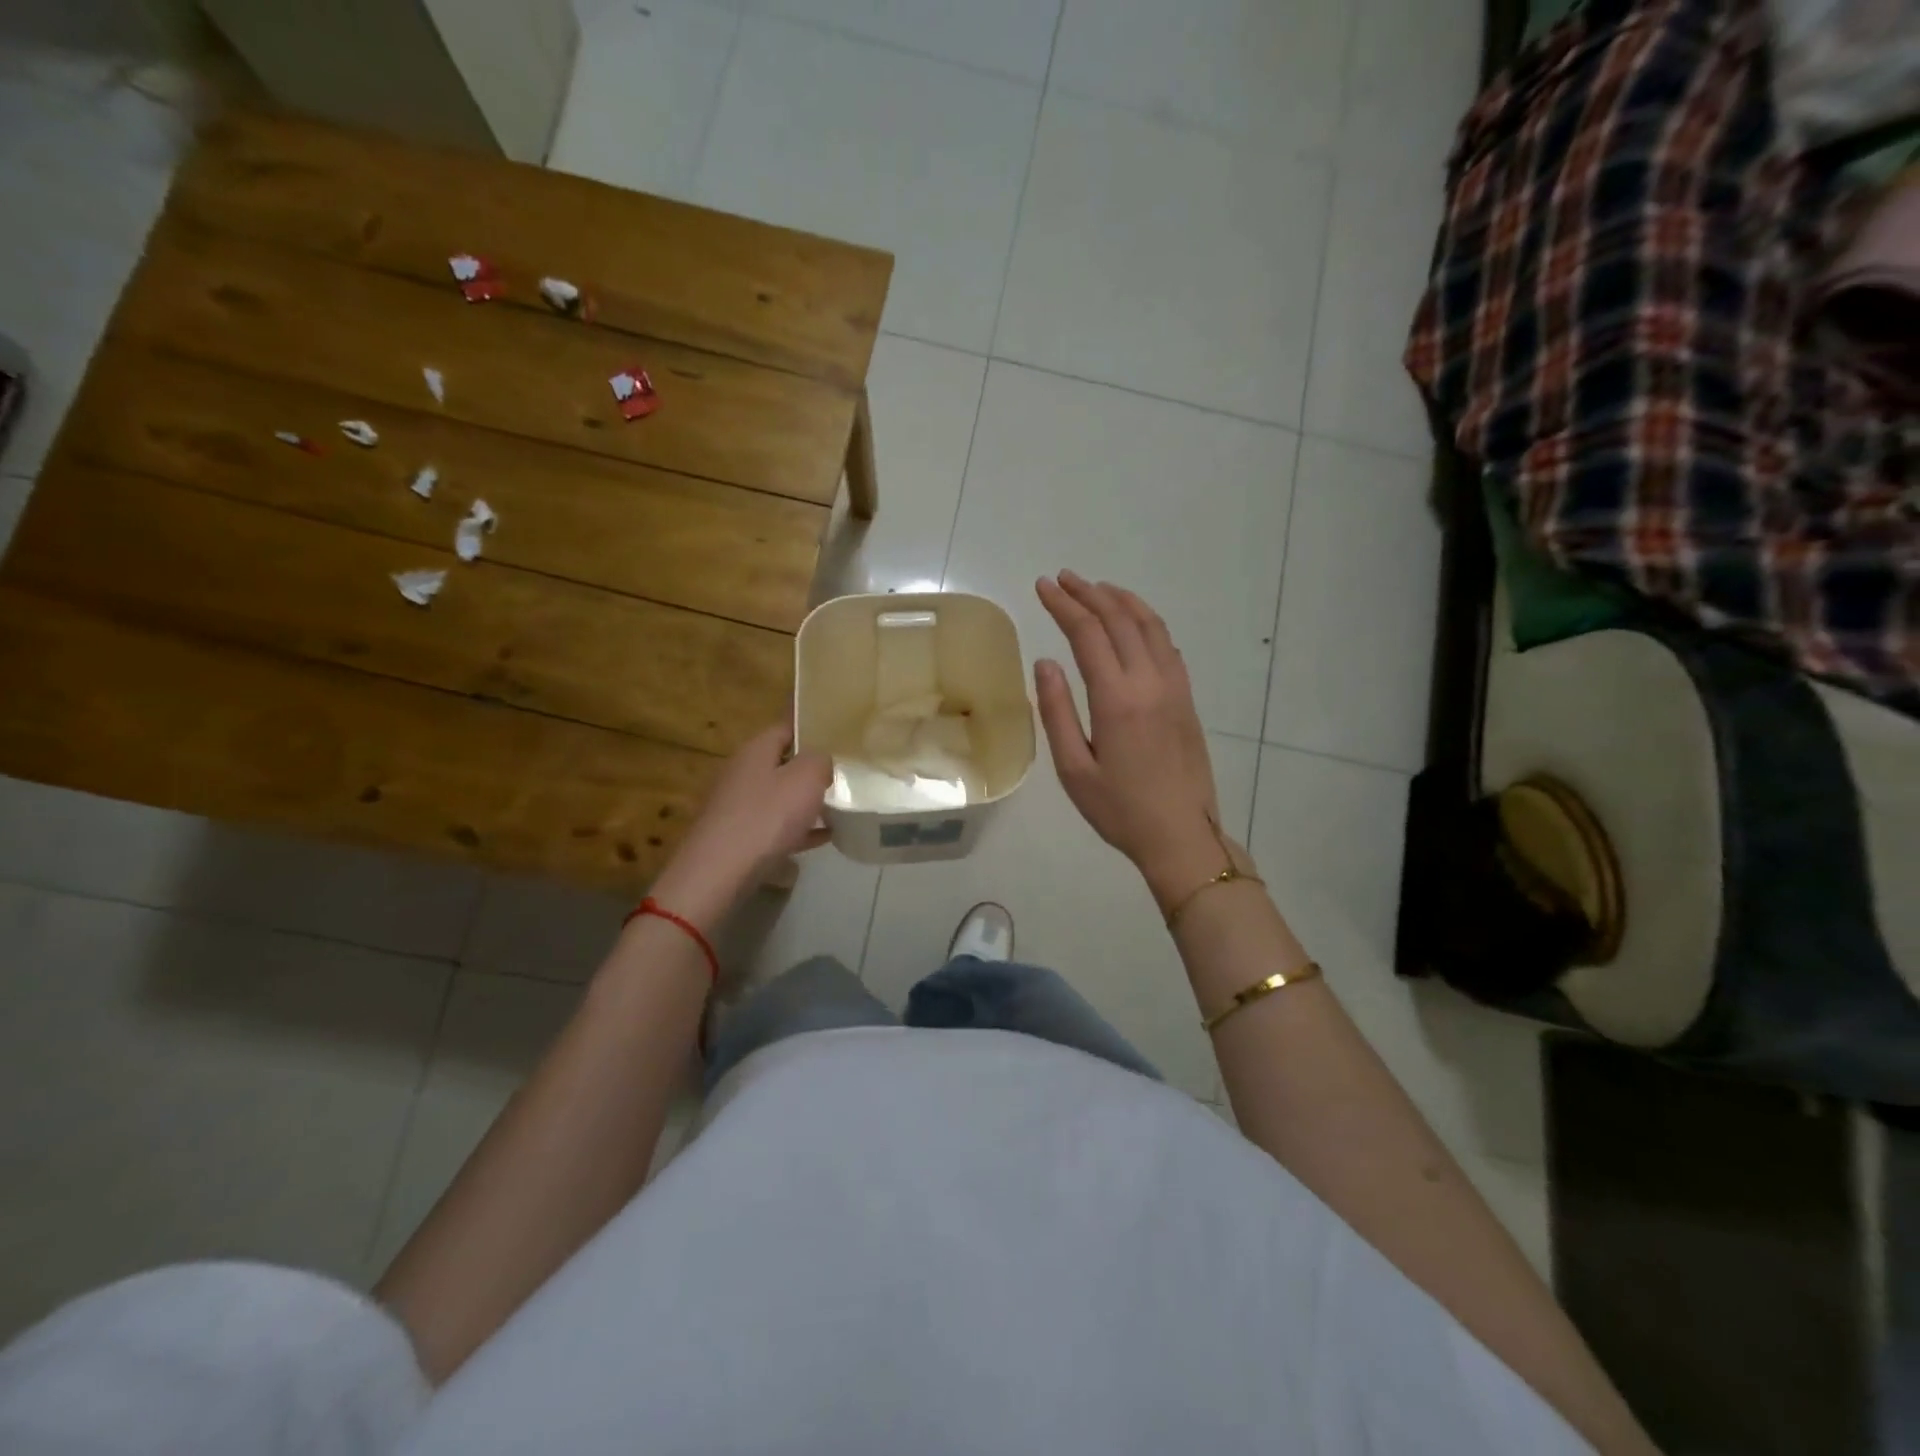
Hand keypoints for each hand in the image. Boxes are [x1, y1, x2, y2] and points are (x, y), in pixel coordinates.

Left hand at [651, 723, 831, 929]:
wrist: (718, 873)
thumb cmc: (766, 817)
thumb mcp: (806, 779)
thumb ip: (820, 760)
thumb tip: (820, 760)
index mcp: (755, 751)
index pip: (786, 728)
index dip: (813, 731)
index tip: (839, 741)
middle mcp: (741, 773)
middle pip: (782, 764)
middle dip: (811, 772)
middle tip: (843, 778)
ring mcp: (735, 807)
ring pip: (778, 797)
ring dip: (805, 803)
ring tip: (838, 809)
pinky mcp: (736, 837)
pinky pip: (774, 827)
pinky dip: (797, 830)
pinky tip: (822, 839)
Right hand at [1034, 572, 1232, 911]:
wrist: (1182, 835)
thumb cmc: (1120, 810)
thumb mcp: (1074, 769)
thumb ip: (1056, 712)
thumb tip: (1045, 662)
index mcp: (1117, 698)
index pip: (1087, 633)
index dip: (1063, 605)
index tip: (1042, 587)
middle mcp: (1149, 682)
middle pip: (1119, 619)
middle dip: (1088, 593)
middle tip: (1062, 578)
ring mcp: (1174, 688)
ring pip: (1150, 626)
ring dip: (1121, 600)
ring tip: (1097, 587)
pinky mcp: (1187, 699)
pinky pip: (1167, 646)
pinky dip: (1147, 622)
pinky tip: (1135, 623)